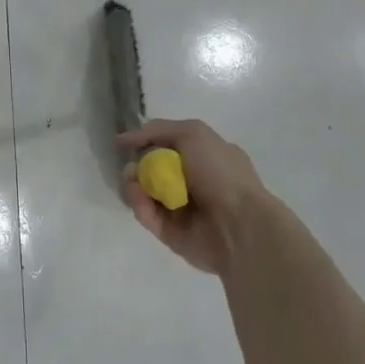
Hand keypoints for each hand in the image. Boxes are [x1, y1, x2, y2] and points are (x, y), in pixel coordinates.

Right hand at [119, 119, 276, 275]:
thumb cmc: (221, 173)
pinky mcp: (170, 233)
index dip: (147, 142)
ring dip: (134, 184)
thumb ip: (158, 129)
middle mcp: (194, 183)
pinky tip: (139, 198)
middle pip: (153, 170)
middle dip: (138, 165)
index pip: (169, 146)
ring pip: (146, 193)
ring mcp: (182, 210)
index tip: (126, 142)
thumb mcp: (193, 133)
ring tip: (133, 181)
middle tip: (131, 166)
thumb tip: (125, 138)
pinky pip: (147, 215)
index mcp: (206, 159)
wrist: (239, 225)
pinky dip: (139, 205)